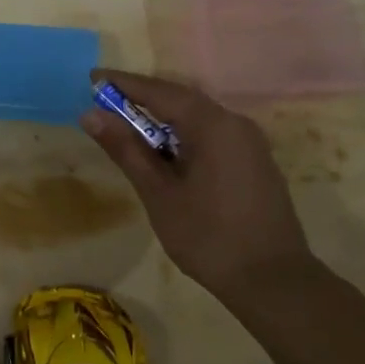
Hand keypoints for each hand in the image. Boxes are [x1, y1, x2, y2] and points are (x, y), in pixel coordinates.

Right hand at [79, 69, 311, 295]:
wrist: (274, 283)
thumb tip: (90, 114)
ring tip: (125, 127)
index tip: (91, 80)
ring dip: (160, 118)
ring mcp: (249, 144)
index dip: (123, 84)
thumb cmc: (208, 236)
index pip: (159, 92)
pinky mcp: (253, 162)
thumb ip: (126, 149)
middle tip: (103, 102)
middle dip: (140, 98)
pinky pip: (210, 134)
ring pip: (196, 117)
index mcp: (213, 125)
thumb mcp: (158, 193)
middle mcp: (235, 124)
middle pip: (180, 99)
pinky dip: (181, 134)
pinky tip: (162, 153)